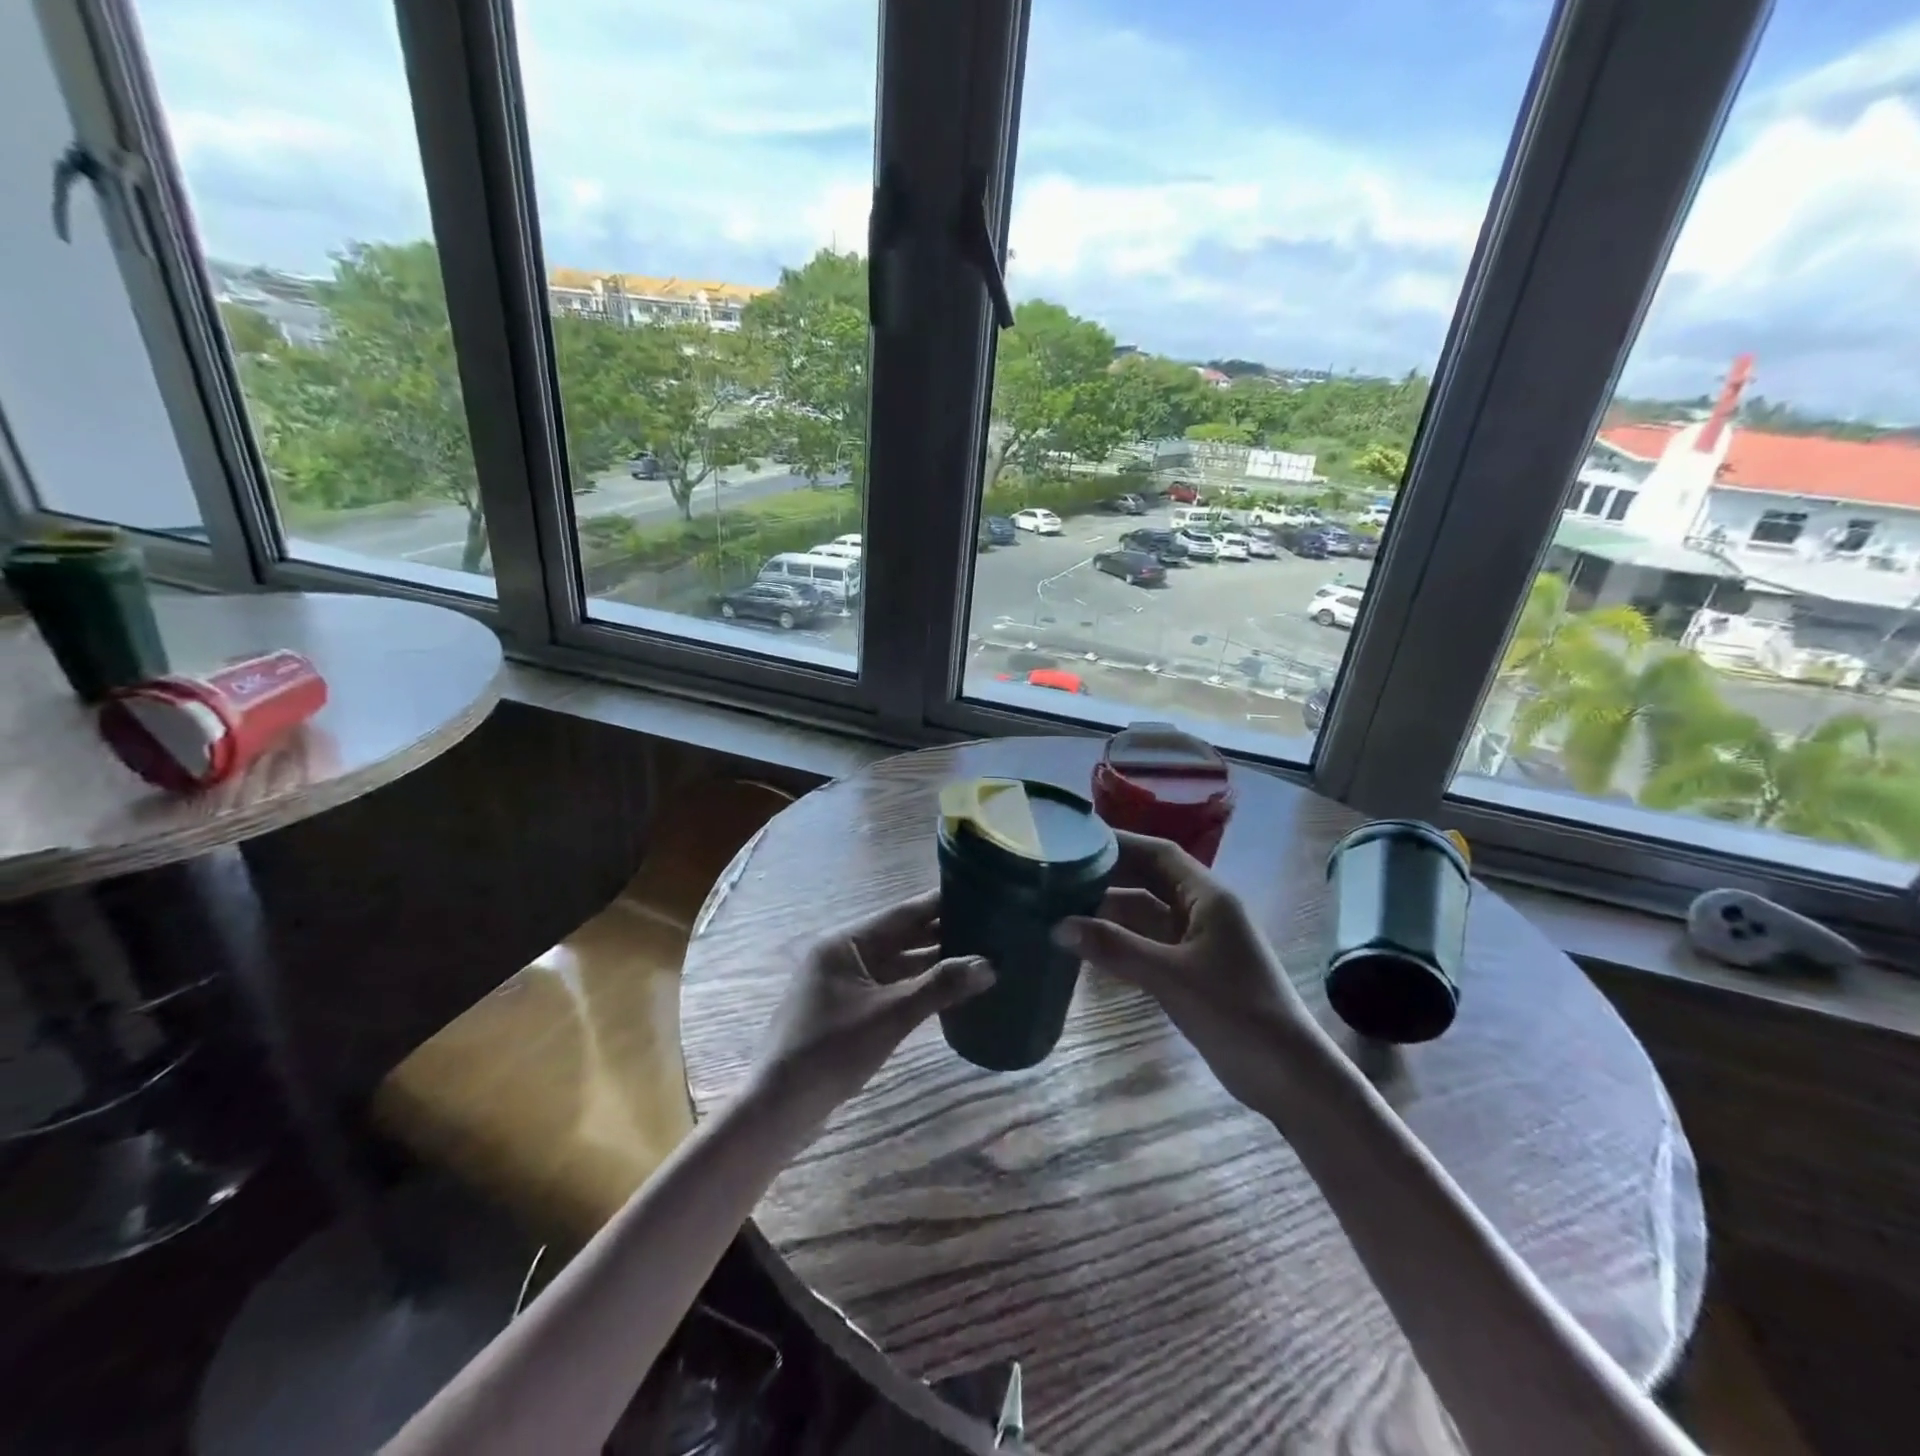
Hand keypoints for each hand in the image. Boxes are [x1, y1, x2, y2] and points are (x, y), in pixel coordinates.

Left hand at [756, 891, 994, 1108]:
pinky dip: (919, 985)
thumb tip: (990, 964)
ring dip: (934, 961)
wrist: (778, 1108)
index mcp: (845, 942)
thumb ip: (940, 987)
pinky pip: (892, 986)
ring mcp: (846, 982)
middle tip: (990, 927)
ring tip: (980, 954)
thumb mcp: (890, 1017)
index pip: (902, 912)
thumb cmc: (831, 1052)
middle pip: (902, 936)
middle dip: (943, 933)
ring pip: (899, 963)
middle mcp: (845, 954)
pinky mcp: (850, 1009)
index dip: (941, 903)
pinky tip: (950, 989)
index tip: (980, 894)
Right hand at [1055, 831, 1320, 1107]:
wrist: (1287, 1077)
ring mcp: (1197, 942)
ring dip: (1110, 910)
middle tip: (1059, 872)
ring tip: (1062, 905)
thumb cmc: (1236, 1013)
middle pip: (1150, 879)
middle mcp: (1202, 911)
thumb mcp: (1171, 977)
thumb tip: (1058, 926)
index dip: (1119, 843)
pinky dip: (1119, 940)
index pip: (1158, 853)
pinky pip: (1148, 943)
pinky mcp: (1191, 971)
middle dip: (1109, 874)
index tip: (1077, 839)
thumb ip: (1115, 948)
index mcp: (1208, 897)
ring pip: (1146, 914)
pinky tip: (1088, 945)